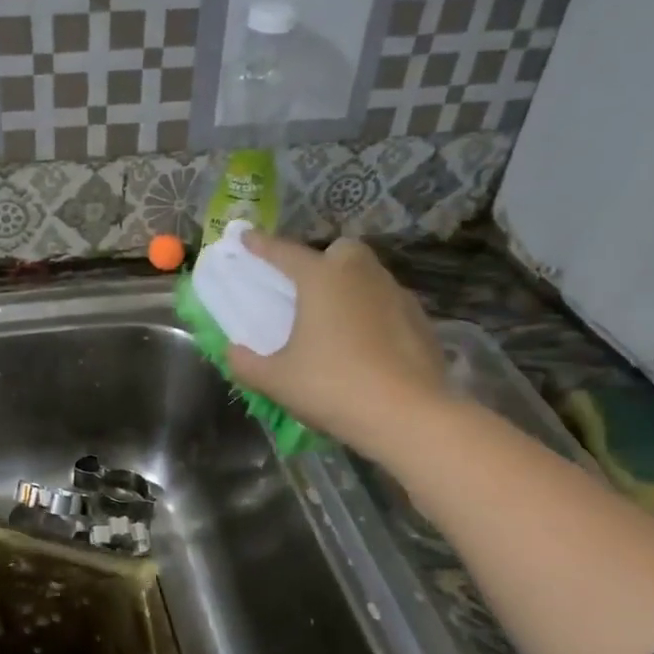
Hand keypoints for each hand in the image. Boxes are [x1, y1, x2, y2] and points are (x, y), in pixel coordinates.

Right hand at [224, 231, 451, 454]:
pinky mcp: (421, 320)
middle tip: (306, 287)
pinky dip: (373, 313)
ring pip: (369, 276)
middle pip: (341, 251)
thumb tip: (233, 351)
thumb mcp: (276, 381)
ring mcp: (397, 295)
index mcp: (322, 279)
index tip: (245, 237)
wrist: (407, 415)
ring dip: (350, 287)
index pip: (284, 253)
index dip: (261, 245)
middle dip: (323, 260)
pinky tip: (365, 343)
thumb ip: (247, 363)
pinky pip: (389, 304)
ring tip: (335, 320)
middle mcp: (361, 275)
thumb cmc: (332, 387)